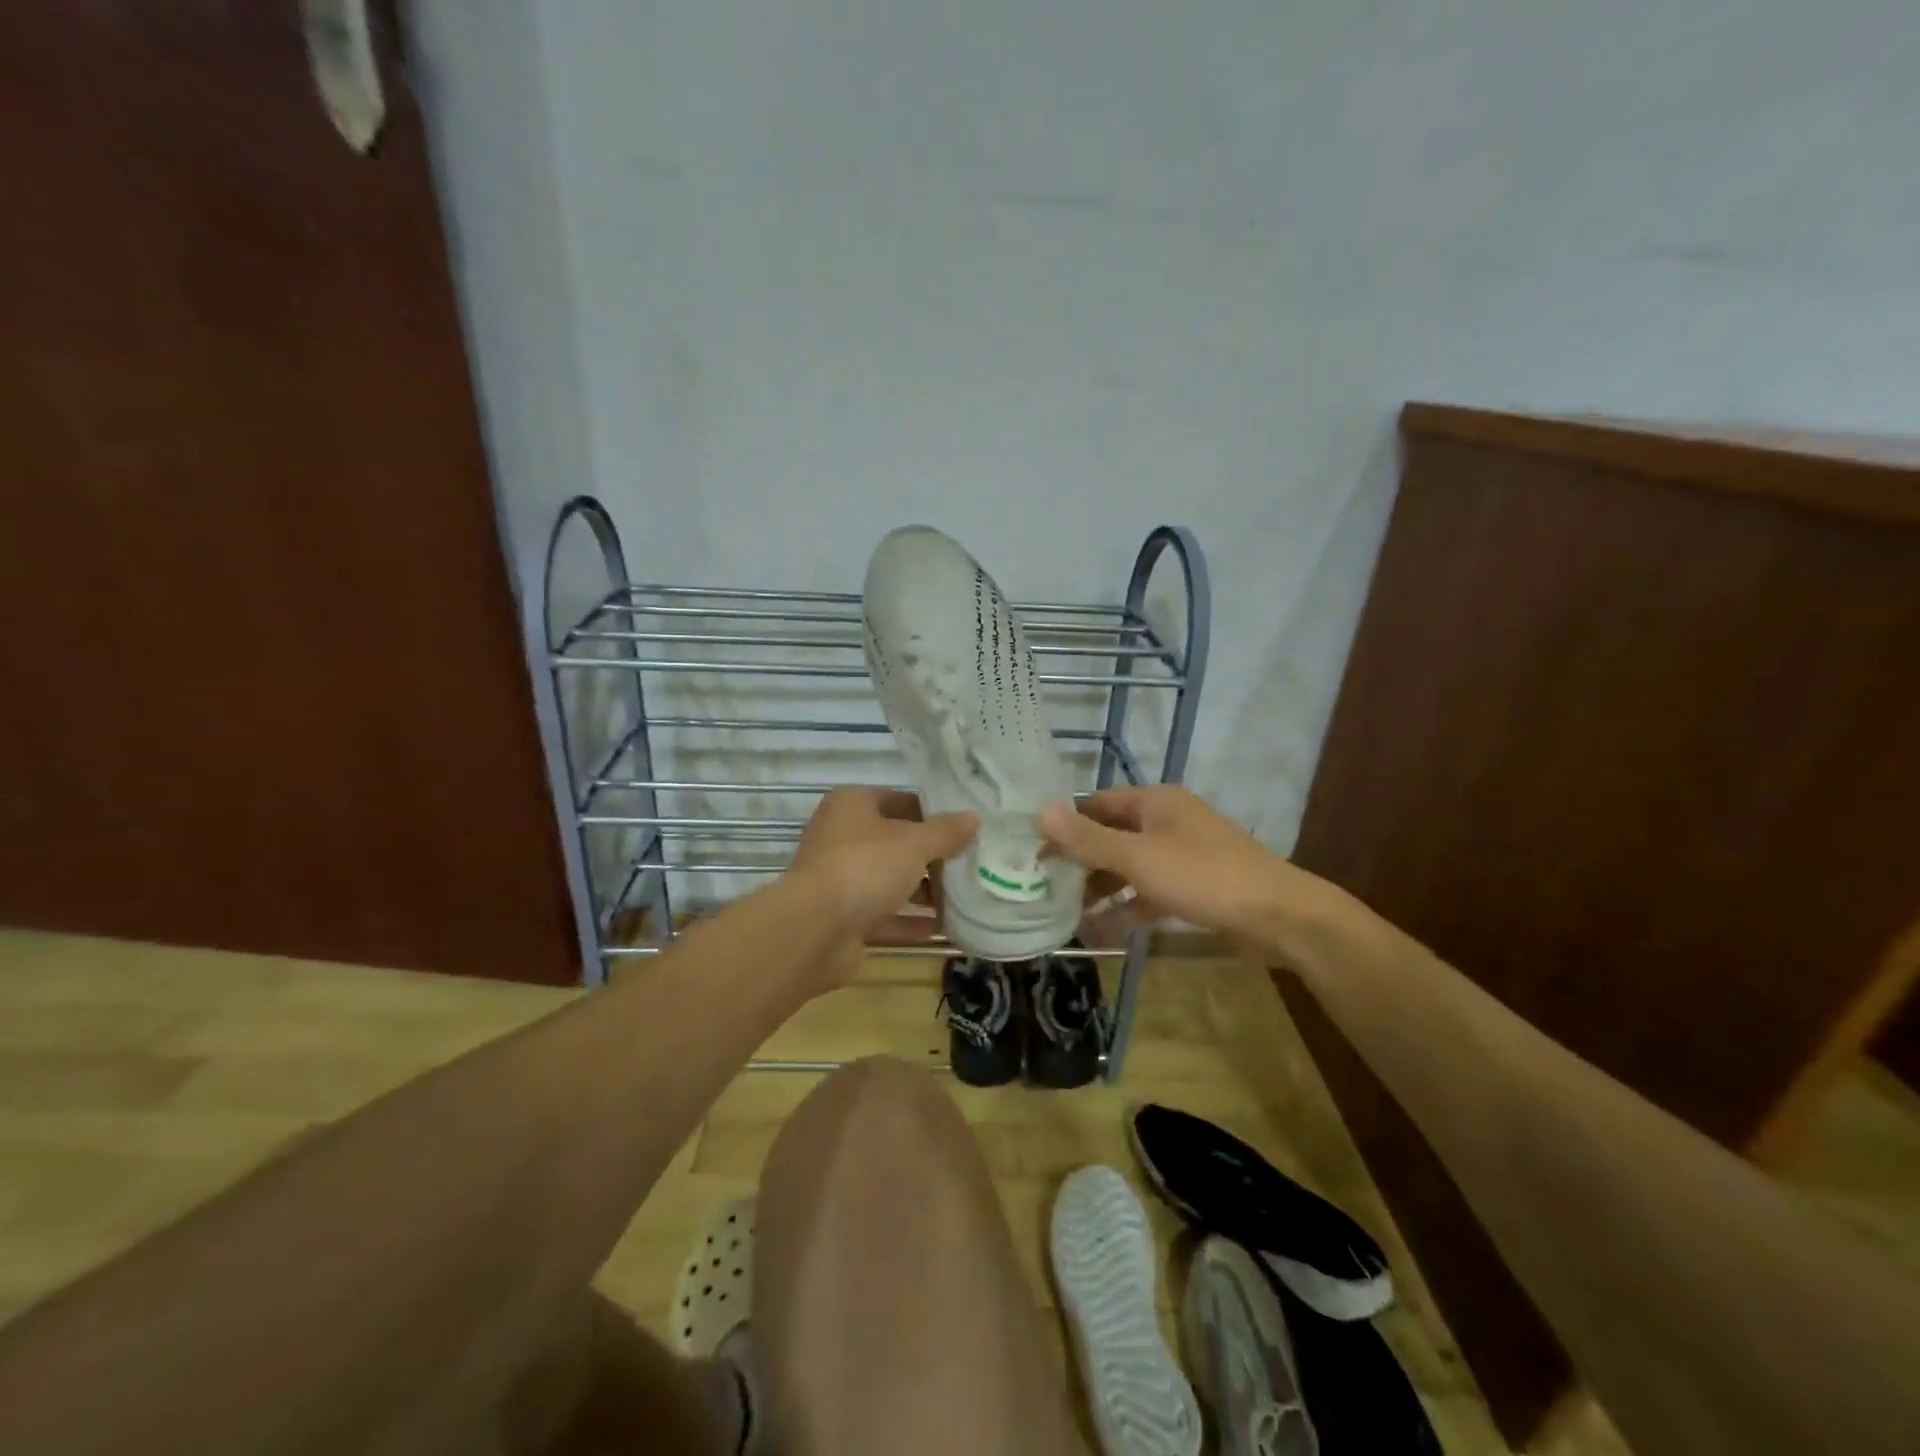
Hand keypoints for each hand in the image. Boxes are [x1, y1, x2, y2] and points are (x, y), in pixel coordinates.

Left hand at [789, 787, 975, 985]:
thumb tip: (973, 817)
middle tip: (969, 864)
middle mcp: (841, 836)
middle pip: (895, 842)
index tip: (965, 828)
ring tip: (963, 897)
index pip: (900, 800)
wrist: (814, 930)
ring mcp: (840, 878)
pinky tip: (943, 927)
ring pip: (888, 879)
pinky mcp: (842, 917)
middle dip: (931, 856)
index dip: (933, 813)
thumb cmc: (865, 867)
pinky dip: (909, 920)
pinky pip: (883, 914)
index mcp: (852, 805)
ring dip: (922, 890)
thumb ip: (945, 832)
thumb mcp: (914, 843)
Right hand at [1039, 785, 1352, 962]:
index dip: (1064, 823)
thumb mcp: (1139, 857)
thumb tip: (1041, 812)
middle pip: (1110, 836)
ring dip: (1098, 888)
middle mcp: (1165, 822)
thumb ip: (1089, 839)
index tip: (1032, 848)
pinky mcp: (1191, 888)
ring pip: (1127, 867)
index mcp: (1154, 802)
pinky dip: (1125, 908)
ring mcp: (1180, 856)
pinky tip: (1098, 931)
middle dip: (1078, 860)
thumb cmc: (1204, 876)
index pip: (1096, 803)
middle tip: (1040, 884)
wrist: (1279, 917)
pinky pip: (1147, 893)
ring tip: (1062, 911)